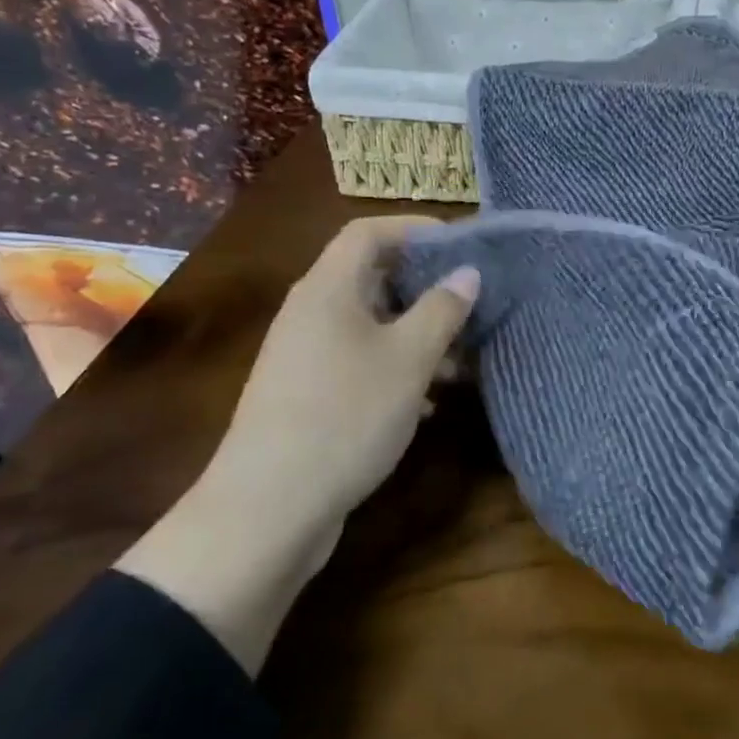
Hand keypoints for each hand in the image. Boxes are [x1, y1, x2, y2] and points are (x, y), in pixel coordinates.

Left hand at [116, 217, 477, 673]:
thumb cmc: (346, 415)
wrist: (268, 509)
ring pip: (369, 325)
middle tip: (470, 301)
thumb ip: (442, 309)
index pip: (369, 232)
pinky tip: (428, 400)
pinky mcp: (307, 396)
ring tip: (461, 357)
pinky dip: (395, 368)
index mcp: (328, 289)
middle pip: (371, 277)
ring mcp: (305, 356)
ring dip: (415, 333)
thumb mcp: (408, 358)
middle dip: (424, 286)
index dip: (415, 228)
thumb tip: (467, 273)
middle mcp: (311, 313)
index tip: (461, 244)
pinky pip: (358, 362)